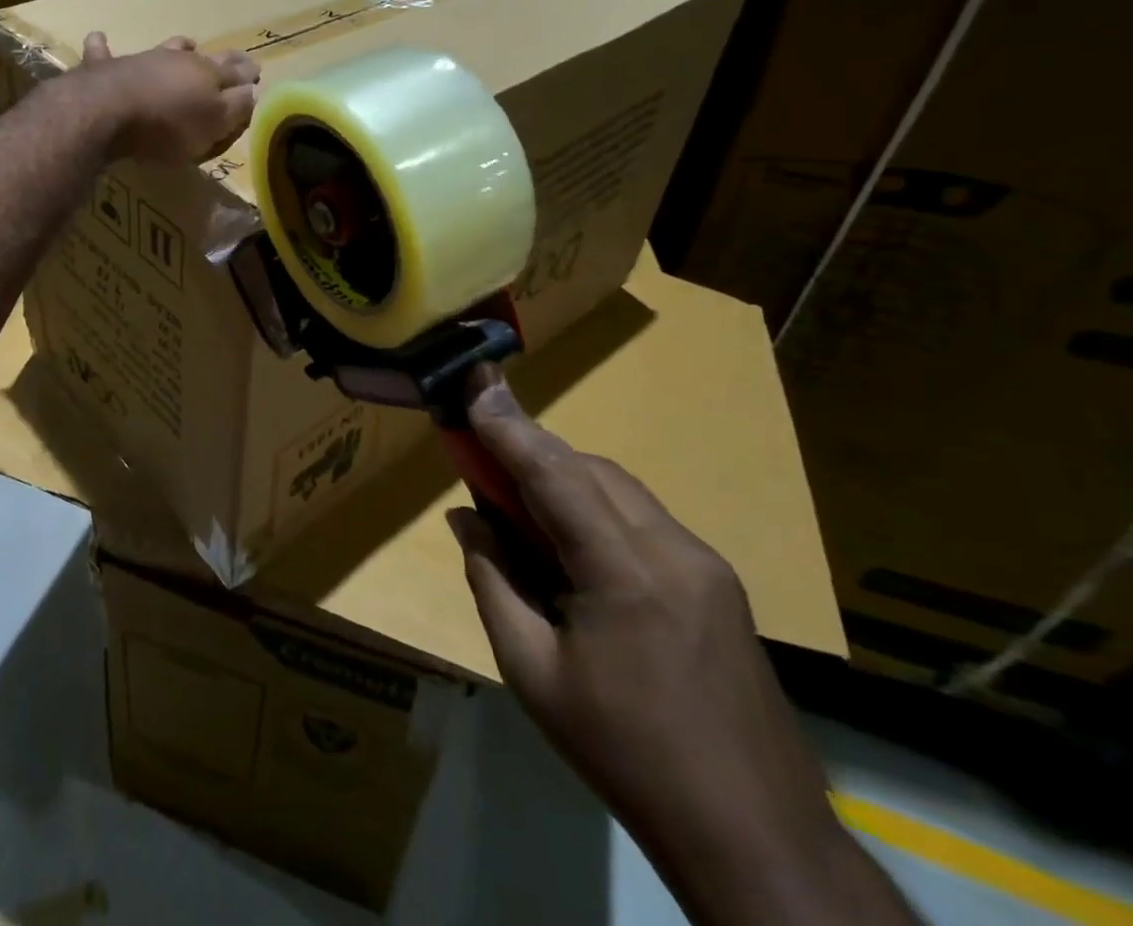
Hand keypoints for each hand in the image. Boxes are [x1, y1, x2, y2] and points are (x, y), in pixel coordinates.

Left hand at [76, 32, 259, 164]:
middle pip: (205, 57)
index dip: (247, 73)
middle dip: (224, 58)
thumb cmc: (167, 125)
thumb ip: (235, 108)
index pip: (236, 72)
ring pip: (164, 47)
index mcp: (208, 75)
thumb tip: (252, 92)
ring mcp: (141, 59)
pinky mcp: (105, 67)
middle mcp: (177, 60)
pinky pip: (102, 52)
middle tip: (236, 57)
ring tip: (187, 43)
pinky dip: (102, 45)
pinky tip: (99, 37)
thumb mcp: (213, 124)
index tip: (256, 71)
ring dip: (177, 46)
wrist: (109, 110)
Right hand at [448, 367, 840, 873]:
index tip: (473, 385)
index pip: (554, 475)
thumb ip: (492, 580)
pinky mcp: (717, 582)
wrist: (756, 838)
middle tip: (479, 453)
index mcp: (626, 573)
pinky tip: (569, 539)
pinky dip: (594, 505)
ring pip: (618, 488)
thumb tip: (465, 518)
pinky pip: (641, 517)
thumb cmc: (626, 754)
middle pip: (588, 470)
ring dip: (562, 476)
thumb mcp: (532, 671)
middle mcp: (674, 550)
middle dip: (530, 449)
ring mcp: (704, 564)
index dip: (508, 428)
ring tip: (516, 498)